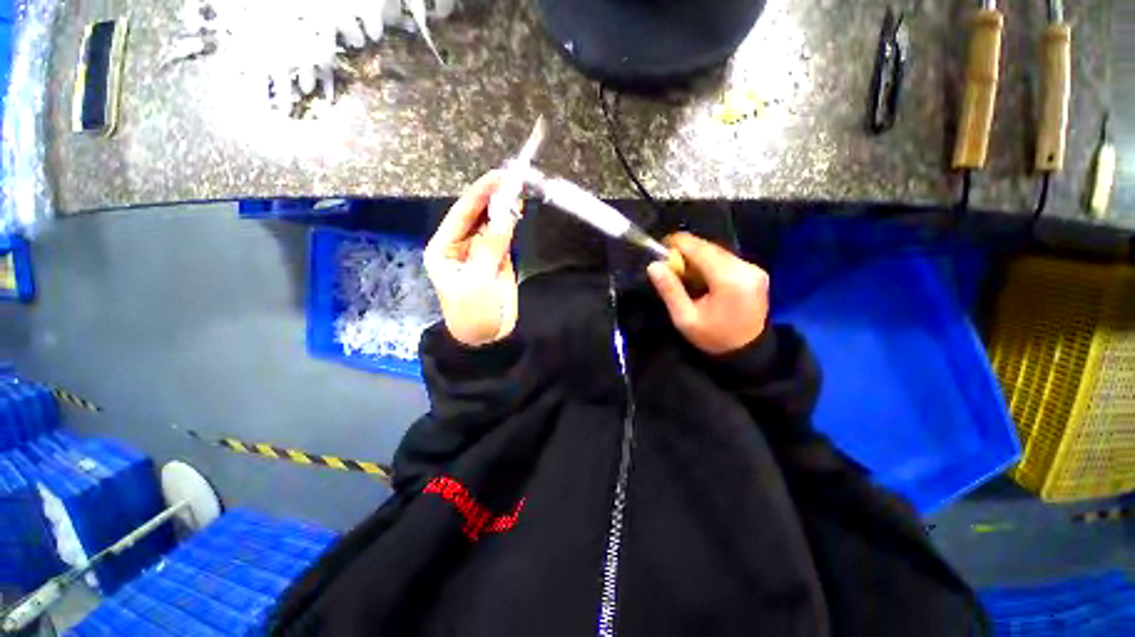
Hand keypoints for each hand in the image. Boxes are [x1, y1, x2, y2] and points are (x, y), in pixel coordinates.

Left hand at [425, 172, 519, 346]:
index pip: (461, 215)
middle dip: (492, 199)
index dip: (479, 195)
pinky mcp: (497, 259)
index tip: (497, 177)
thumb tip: (506, 216)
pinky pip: (503, 236)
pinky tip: (517, 213)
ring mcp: (480, 251)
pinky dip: (511, 225)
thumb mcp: (478, 280)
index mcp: (444, 248)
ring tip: (518, 193)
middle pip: (476, 215)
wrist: (488, 336)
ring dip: (503, 209)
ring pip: (491, 224)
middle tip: (512, 180)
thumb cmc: (473, 312)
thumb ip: (491, 247)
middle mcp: (460, 245)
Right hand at [647, 232, 768, 354]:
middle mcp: (746, 268)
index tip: (661, 246)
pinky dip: (710, 262)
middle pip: (710, 247)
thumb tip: (654, 265)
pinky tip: (701, 276)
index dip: (678, 243)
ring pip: (718, 251)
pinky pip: (727, 258)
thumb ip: (670, 290)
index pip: (700, 249)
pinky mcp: (756, 272)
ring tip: (684, 271)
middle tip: (669, 264)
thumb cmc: (713, 338)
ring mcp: (754, 269)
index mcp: (729, 280)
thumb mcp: (685, 318)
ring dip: (698, 256)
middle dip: (687, 251)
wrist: (747, 353)